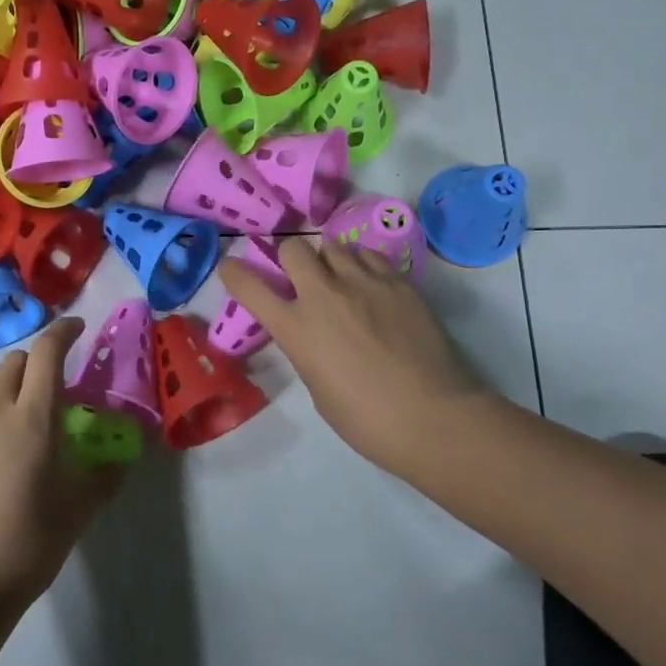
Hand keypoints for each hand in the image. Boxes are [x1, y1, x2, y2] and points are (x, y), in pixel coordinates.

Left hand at [0, 318, 122, 607]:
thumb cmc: (29, 544)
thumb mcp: (78, 511)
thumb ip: (105, 477)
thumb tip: (123, 459)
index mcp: (34, 419)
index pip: (47, 352)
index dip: (63, 331)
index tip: (76, 328)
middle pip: (15, 361)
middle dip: (36, 363)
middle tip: (48, 387)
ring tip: (7, 401)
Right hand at [219, 240, 486, 472]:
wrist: (433, 417)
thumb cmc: (366, 420)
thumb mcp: (318, 387)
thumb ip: (307, 348)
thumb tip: (312, 331)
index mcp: (296, 328)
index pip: (248, 285)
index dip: (234, 272)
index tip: (232, 268)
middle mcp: (324, 295)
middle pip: (294, 248)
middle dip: (292, 260)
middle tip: (303, 280)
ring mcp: (364, 283)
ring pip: (334, 246)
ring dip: (329, 261)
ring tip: (343, 282)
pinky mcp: (398, 282)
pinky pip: (370, 256)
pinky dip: (363, 265)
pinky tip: (373, 287)